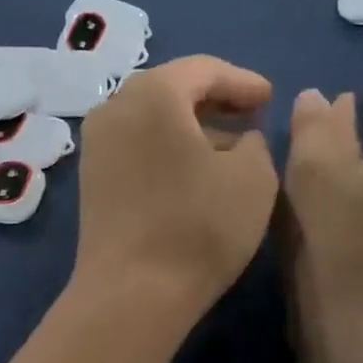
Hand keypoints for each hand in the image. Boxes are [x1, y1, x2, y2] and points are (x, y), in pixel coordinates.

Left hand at [73, 57, 277, 321]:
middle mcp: (115, 107)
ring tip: (228, 143)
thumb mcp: (253, 177)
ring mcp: (97, 143)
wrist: (132, 292)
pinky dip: (167, 145)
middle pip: (171, 88)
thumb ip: (254, 142)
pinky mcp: (92, 177)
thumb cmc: (199, 226)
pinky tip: (194, 169)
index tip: (270, 98)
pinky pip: (136, 143)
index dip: (242, 81)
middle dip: (214, 98)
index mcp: (153, 94)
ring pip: (151, 116)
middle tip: (250, 113)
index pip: (203, 69)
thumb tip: (239, 139)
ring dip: (191, 124)